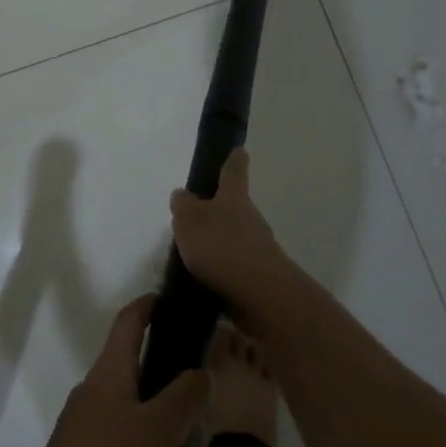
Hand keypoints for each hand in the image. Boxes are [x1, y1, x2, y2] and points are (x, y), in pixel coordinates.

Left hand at [8, 296, 210, 446]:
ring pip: (148, 435)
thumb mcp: (156, 432)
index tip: (174, 300)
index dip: (150, 307)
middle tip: (207, 445)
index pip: (129, 323)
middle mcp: (99, 401)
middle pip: (149, 388)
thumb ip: (184, 397)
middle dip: (185, 415)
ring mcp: (92, 441)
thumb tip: (200, 371)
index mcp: (109, 377)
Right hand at [169, 148, 300, 326]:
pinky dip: (220, 269)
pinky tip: (203, 279)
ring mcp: (257, 250)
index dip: (234, 160)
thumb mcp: (190, 222)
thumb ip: (183, 207)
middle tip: (198, 213)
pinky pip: (234, 266)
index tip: (239, 150)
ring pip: (235, 238)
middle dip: (220, 208)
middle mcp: (249, 220)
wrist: (262, 296)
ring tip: (193, 252)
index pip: (234, 172)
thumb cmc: (222, 248)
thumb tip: (183, 194)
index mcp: (234, 199)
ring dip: (218, 242)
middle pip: (235, 207)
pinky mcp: (257, 278)